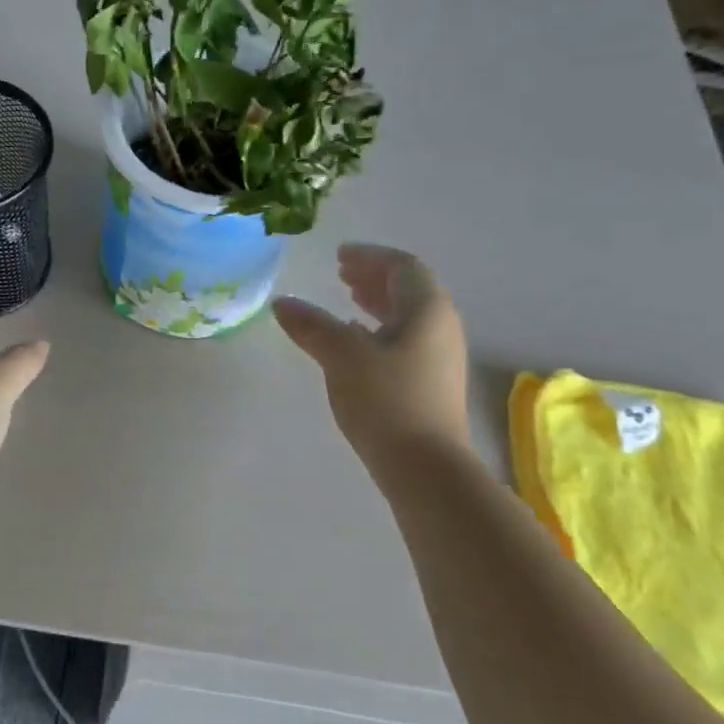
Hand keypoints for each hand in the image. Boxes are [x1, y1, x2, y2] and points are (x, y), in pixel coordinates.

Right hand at [273, 243, 470, 471]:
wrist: (425, 466)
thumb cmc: (387, 401)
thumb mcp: (342, 357)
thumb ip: (312, 325)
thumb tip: (282, 303)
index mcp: (427, 309)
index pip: (402, 266)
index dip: (370, 256)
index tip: (339, 256)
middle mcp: (441, 326)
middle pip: (408, 288)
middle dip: (373, 276)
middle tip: (340, 273)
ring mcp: (440, 356)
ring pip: (407, 315)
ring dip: (377, 302)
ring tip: (346, 301)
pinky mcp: (432, 382)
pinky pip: (406, 338)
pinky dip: (380, 328)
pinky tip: (357, 341)